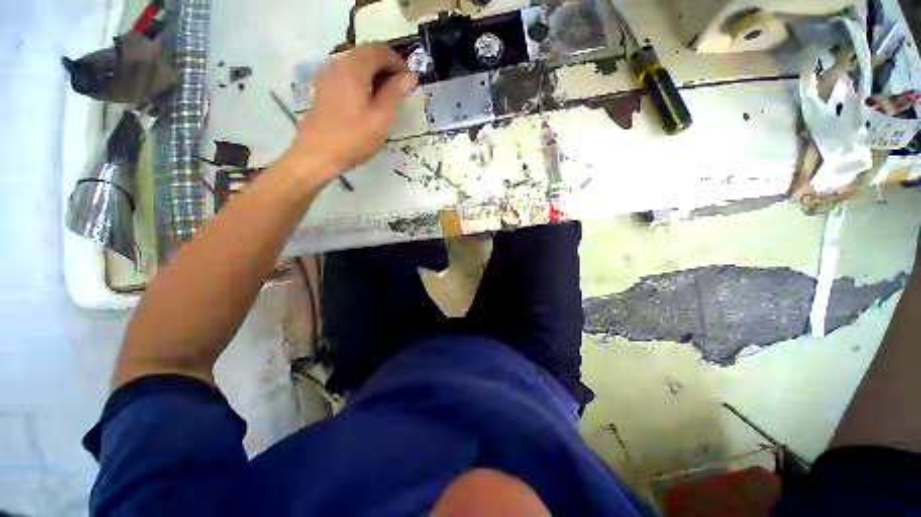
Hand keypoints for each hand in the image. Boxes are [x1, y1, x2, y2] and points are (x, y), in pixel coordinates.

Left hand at [294, 43, 416, 179]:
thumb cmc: (353, 138)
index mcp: (354, 69)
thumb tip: (410, 76)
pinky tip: (368, 99)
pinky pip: (347, 74)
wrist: (318, 154)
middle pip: (366, 53)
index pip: (378, 50)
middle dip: (386, 65)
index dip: (397, 61)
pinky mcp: (324, 87)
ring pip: (356, 63)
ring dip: (374, 72)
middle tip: (400, 87)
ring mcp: (328, 75)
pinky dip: (362, 79)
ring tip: (387, 95)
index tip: (409, 79)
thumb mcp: (381, 118)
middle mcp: (338, 64)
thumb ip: (395, 94)